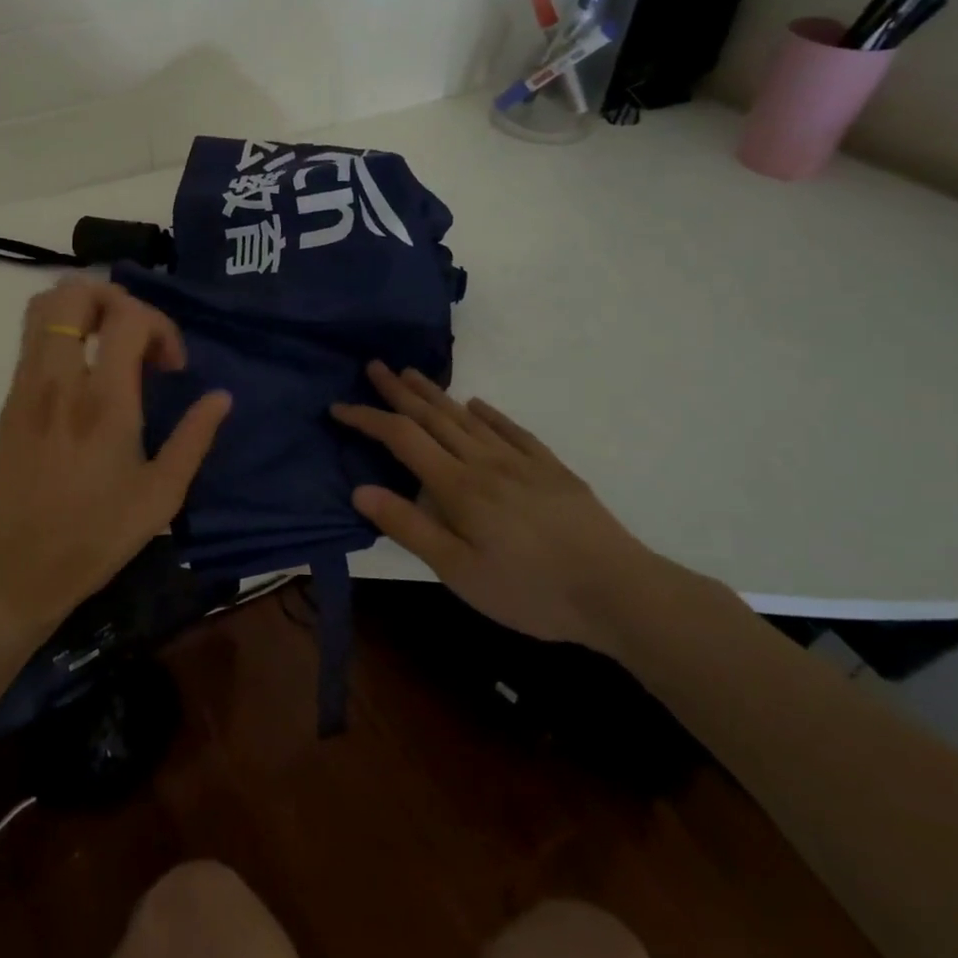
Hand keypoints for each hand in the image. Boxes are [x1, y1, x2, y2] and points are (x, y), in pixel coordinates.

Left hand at [0, 278, 230, 644]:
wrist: (16, 569)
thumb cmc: (96, 536)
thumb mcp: (161, 495)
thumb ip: (194, 438)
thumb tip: (221, 397)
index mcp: (103, 401)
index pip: (128, 317)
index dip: (160, 325)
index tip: (172, 366)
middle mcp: (59, 379)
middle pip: (75, 293)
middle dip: (116, 299)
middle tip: (138, 337)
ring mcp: (26, 385)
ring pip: (44, 306)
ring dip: (83, 309)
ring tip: (111, 343)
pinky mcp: (9, 399)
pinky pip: (31, 338)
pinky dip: (62, 331)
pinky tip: (84, 371)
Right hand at [332, 362, 662, 652]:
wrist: (619, 591)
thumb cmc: (529, 589)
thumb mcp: (458, 571)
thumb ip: (409, 527)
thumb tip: (359, 490)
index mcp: (457, 485)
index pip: (401, 438)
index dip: (367, 418)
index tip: (338, 406)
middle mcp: (484, 461)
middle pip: (433, 416)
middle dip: (399, 391)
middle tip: (374, 366)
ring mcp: (521, 461)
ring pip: (468, 417)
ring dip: (436, 394)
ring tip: (412, 374)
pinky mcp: (551, 469)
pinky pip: (512, 430)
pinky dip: (489, 413)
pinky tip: (478, 404)